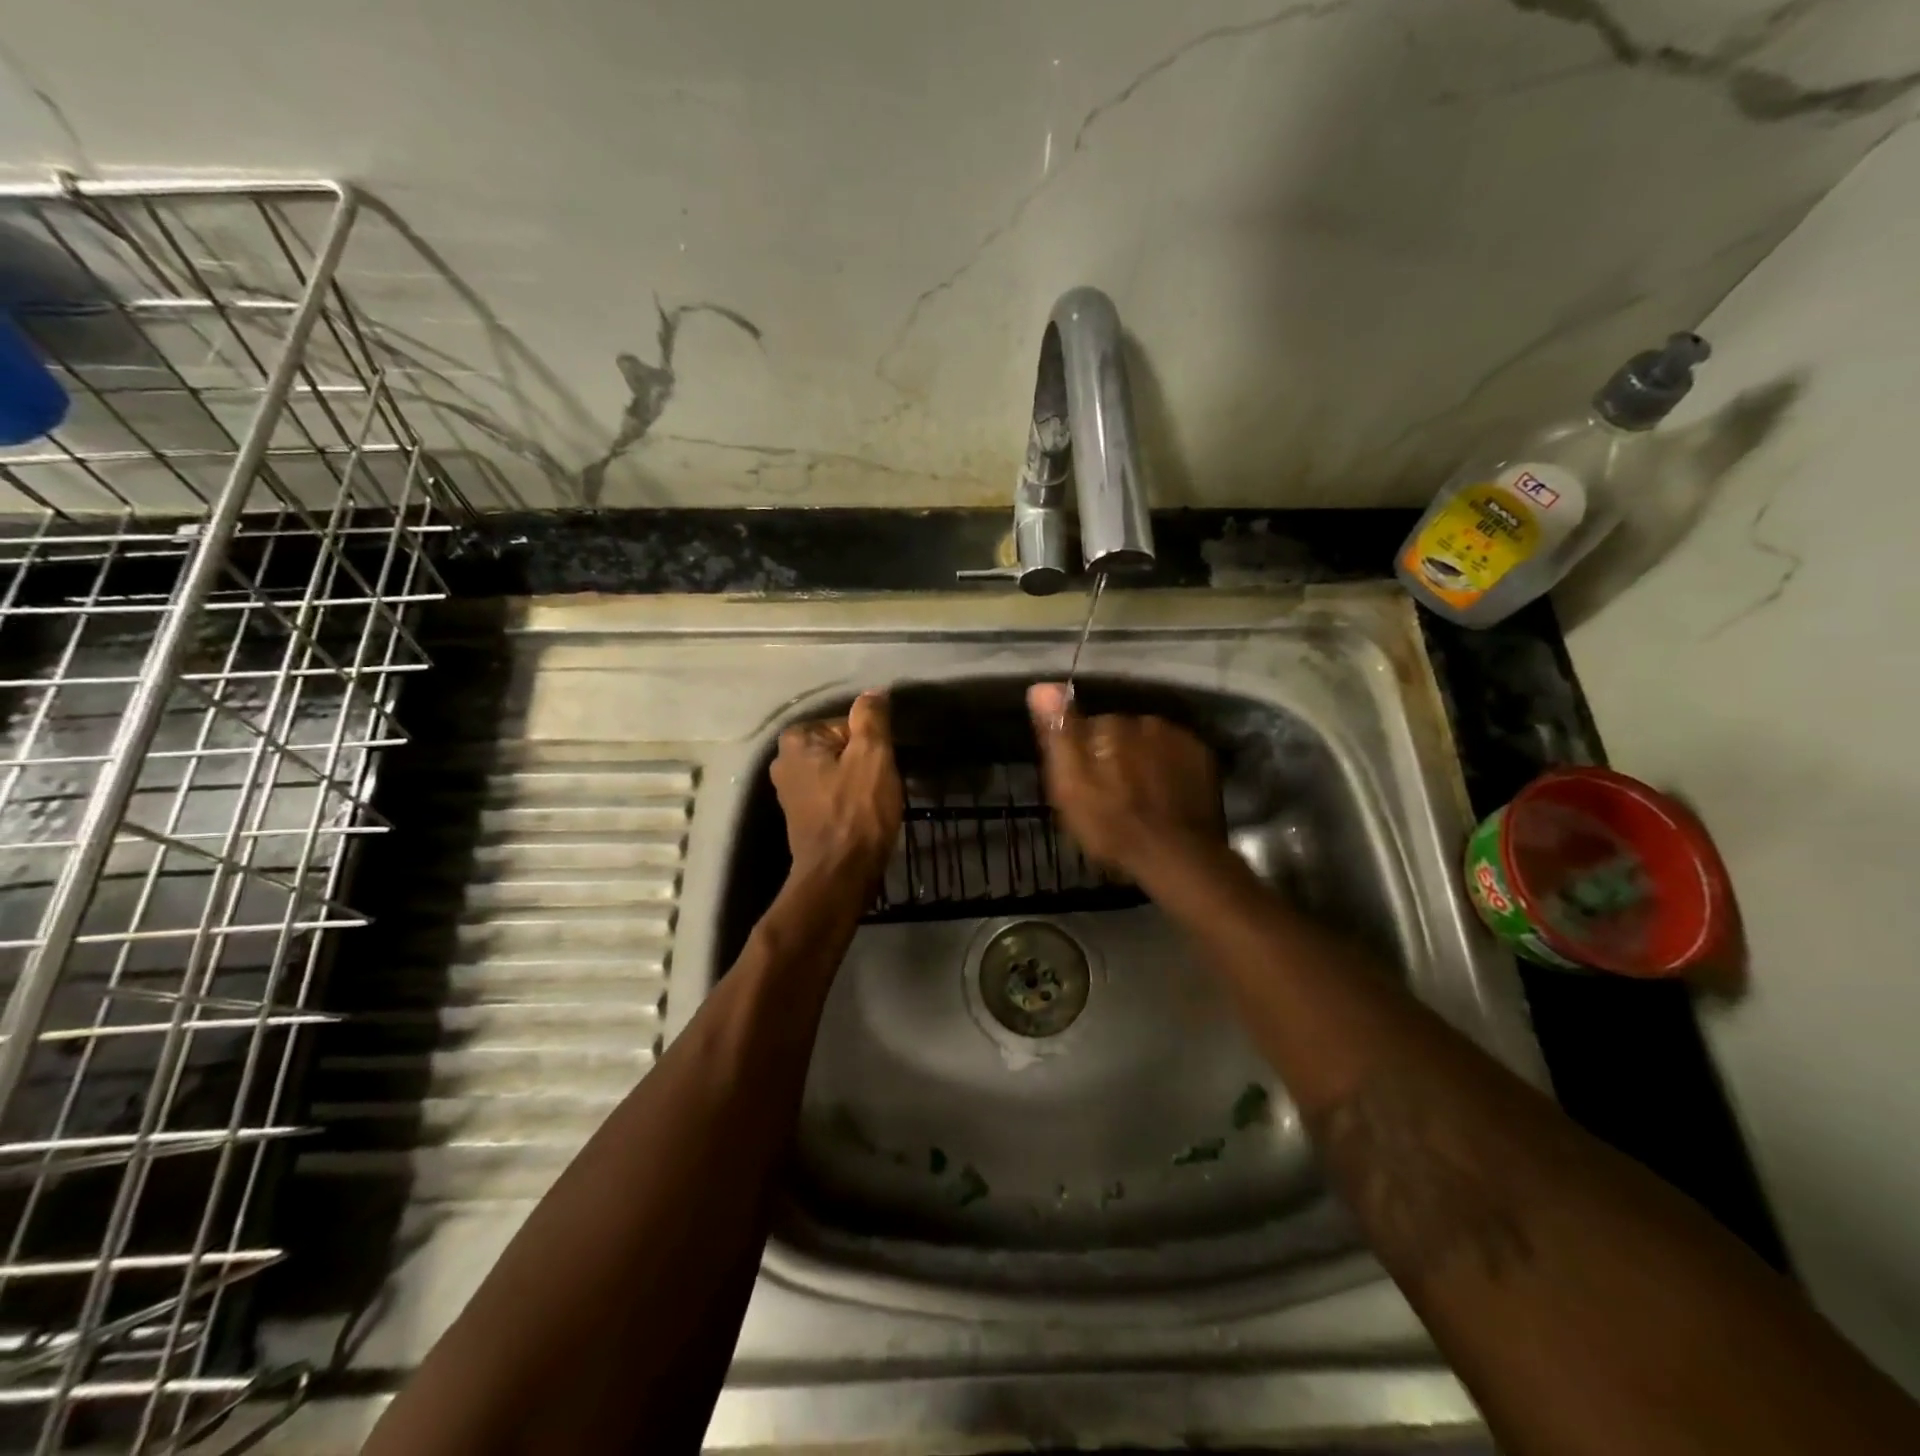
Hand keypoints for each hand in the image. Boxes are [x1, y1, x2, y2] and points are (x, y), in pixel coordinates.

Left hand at [771, 690, 903, 886]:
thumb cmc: (857, 811)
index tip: (880, 766)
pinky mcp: (802, 815)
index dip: (871, 742)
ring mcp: (790, 791)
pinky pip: (833, 793)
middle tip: (880, 784)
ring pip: (838, 770)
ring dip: (859, 781)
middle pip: (841, 746)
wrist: (839, 875)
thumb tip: (873, 692)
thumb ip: (871, 718)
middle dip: (864, 761)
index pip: (846, 723)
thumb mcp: (872, 755)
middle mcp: (784, 761)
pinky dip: (850, 799)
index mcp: (795, 739)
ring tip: (875, 801)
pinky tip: (864, 815)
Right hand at [1027, 682, 1222, 880]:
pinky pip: (1175, 756)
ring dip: (1142, 761)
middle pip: (1121, 733)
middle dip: (1114, 755)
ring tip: (1138, 798)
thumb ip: (1059, 734)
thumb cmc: (1112, 826)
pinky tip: (1163, 797)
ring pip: (1149, 743)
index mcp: (1110, 725)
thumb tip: (1041, 686)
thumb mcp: (1070, 786)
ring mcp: (1181, 738)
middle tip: (1110, 795)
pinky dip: (1167, 770)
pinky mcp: (1204, 759)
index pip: (1088, 726)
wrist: (1176, 857)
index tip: (1081, 784)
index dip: (1082, 755)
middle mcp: (1147, 720)